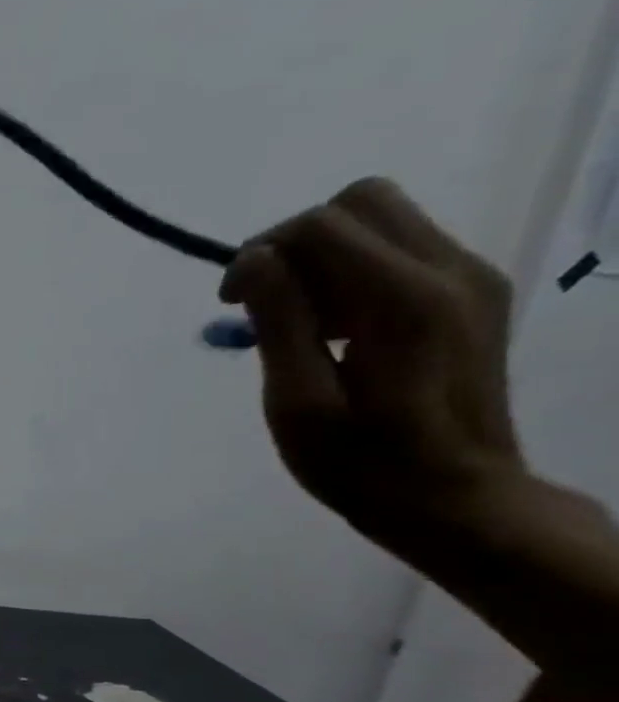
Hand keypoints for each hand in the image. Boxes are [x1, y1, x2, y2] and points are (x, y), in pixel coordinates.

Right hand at [221, 178, 524, 543]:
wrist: (456, 498)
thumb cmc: (360, 463)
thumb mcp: (298, 403)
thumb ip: (278, 322)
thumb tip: (251, 259)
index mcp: (403, 300)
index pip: (321, 226)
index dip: (260, 253)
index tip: (229, 304)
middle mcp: (450, 270)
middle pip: (361, 202)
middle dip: (295, 242)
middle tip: (263, 301)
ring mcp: (471, 278)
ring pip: (382, 221)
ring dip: (323, 258)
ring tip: (297, 323)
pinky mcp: (473, 294)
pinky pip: (401, 250)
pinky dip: (352, 273)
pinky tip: (334, 329)